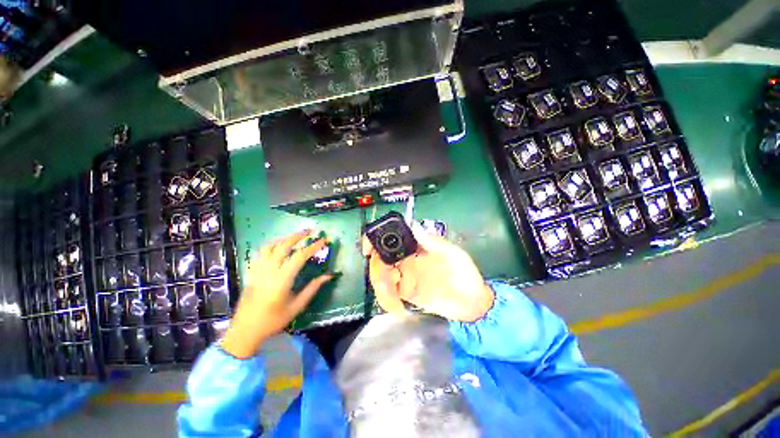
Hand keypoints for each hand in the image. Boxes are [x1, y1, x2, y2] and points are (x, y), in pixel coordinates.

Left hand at [222, 230, 333, 358]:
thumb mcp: (297, 306)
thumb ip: (313, 288)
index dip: (313, 246)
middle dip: (298, 235)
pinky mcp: (252, 272)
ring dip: (284, 238)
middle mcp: (269, 271)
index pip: (300, 256)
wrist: (245, 330)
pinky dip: (272, 245)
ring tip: (295, 237)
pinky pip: (261, 252)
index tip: (324, 240)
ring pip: (270, 246)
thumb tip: (328, 275)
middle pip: (284, 245)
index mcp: (282, 280)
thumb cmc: (274, 320)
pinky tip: (279, 247)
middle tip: (310, 231)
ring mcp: (258, 270)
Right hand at [363, 223, 493, 321]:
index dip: (374, 240)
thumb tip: (413, 226)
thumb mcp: (451, 254)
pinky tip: (397, 308)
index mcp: (415, 246)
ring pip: (381, 277)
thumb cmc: (464, 273)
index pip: (390, 238)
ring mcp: (404, 276)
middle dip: (377, 270)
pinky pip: (389, 294)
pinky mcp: (405, 292)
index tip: (368, 250)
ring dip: (381, 289)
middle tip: (388, 283)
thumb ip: (431, 242)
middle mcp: (406, 258)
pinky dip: (387, 301)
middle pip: (380, 259)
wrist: (472, 303)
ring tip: (394, 302)